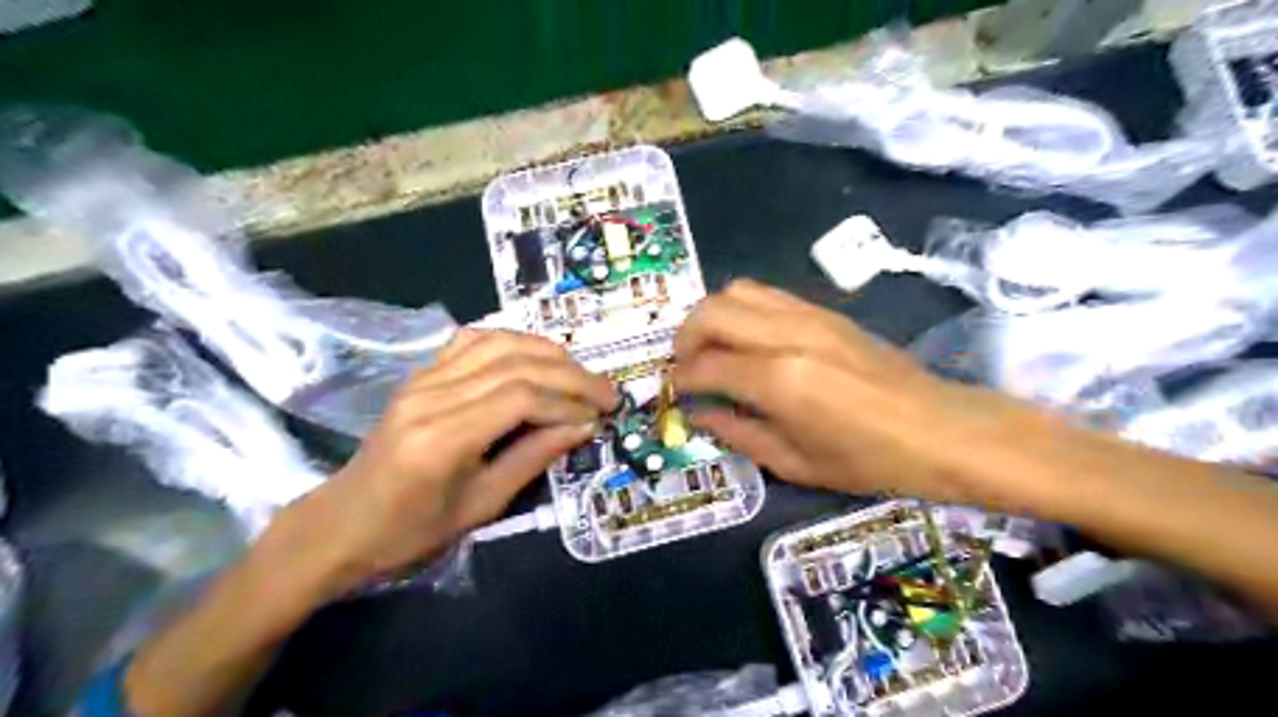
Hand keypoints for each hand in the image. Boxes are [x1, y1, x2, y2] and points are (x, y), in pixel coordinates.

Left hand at [263, 327, 612, 596]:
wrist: (343, 523)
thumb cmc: (411, 531)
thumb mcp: (482, 505)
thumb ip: (534, 458)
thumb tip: (584, 426)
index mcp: (442, 439)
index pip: (521, 397)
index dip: (568, 402)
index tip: (600, 417)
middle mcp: (431, 396)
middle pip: (516, 364)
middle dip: (571, 375)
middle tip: (607, 393)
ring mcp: (423, 378)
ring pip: (499, 343)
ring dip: (548, 353)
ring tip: (580, 374)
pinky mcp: (421, 373)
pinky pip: (473, 340)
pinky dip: (513, 341)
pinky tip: (536, 356)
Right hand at [671, 277, 1030, 504]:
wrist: (941, 428)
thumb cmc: (870, 461)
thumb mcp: (795, 463)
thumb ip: (738, 434)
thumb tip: (700, 414)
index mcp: (780, 380)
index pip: (707, 365)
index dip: (682, 380)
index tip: (676, 394)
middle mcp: (788, 335)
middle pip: (712, 311)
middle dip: (685, 337)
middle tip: (686, 366)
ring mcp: (809, 315)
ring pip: (737, 290)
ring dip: (712, 316)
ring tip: (712, 349)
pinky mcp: (825, 311)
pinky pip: (767, 294)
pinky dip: (742, 310)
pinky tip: (748, 341)